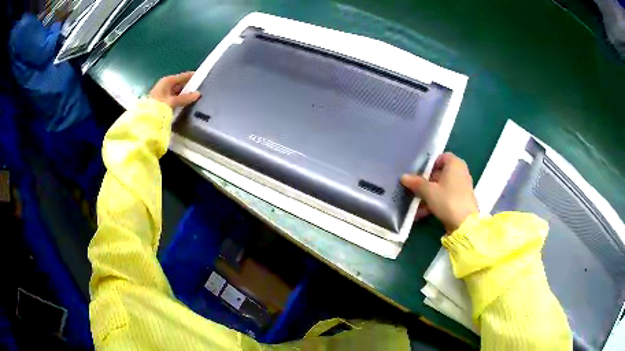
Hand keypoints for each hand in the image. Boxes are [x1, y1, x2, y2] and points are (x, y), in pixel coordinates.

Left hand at [149, 72, 200, 108]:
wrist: (144, 118)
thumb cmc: (157, 106)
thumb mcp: (172, 102)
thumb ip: (185, 98)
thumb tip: (198, 94)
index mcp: (167, 81)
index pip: (183, 76)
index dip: (193, 76)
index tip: (203, 78)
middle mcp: (165, 84)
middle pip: (180, 84)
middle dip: (189, 87)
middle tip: (201, 91)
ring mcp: (163, 93)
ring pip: (177, 92)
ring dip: (184, 95)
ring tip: (195, 99)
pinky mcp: (161, 101)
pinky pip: (174, 98)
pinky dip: (179, 100)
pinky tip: (185, 105)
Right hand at [401, 152, 477, 231]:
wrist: (464, 224)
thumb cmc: (448, 200)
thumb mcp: (428, 191)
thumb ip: (416, 183)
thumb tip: (403, 177)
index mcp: (455, 164)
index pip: (440, 157)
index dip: (428, 165)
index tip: (418, 175)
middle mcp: (460, 172)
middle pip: (439, 173)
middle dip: (426, 183)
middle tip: (414, 190)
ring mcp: (461, 186)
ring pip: (441, 187)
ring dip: (428, 195)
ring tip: (416, 206)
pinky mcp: (461, 199)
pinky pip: (445, 196)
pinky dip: (435, 202)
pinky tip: (422, 214)